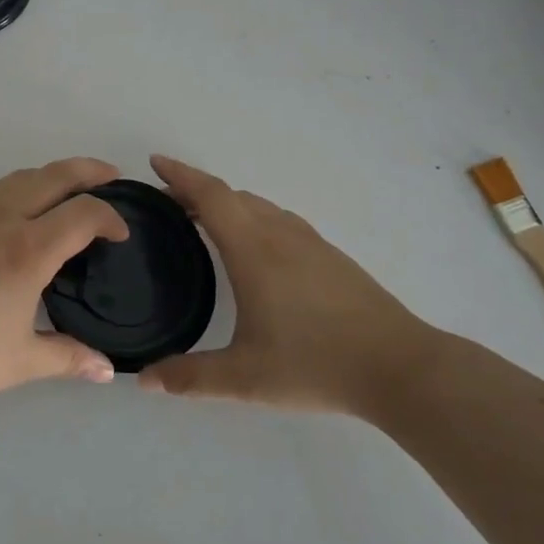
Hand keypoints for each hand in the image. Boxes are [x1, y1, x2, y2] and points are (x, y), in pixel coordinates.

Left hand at [0, 158, 129, 403]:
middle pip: (56, 175)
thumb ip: (68, 358)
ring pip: (22, 176)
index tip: (121, 234)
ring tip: (68, 194)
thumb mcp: (18, 362)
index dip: (111, 217)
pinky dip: (20, 188)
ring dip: (53, 176)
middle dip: (90, 172)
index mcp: (28, 249)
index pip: (84, 213)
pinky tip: (17, 213)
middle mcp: (2, 216)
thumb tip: (107, 371)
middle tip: (111, 177)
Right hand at [139, 155, 436, 417]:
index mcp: (253, 250)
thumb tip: (143, 379)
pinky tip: (256, 250)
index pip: (210, 195)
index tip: (154, 163)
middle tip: (168, 205)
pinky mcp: (331, 257)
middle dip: (196, 192)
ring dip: (227, 205)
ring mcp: (310, 243)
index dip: (180, 175)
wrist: (399, 367)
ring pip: (259, 206)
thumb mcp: (245, 378)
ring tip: (204, 223)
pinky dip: (253, 218)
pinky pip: (280, 221)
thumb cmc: (316, 364)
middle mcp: (280, 234)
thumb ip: (190, 378)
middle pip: (232, 196)